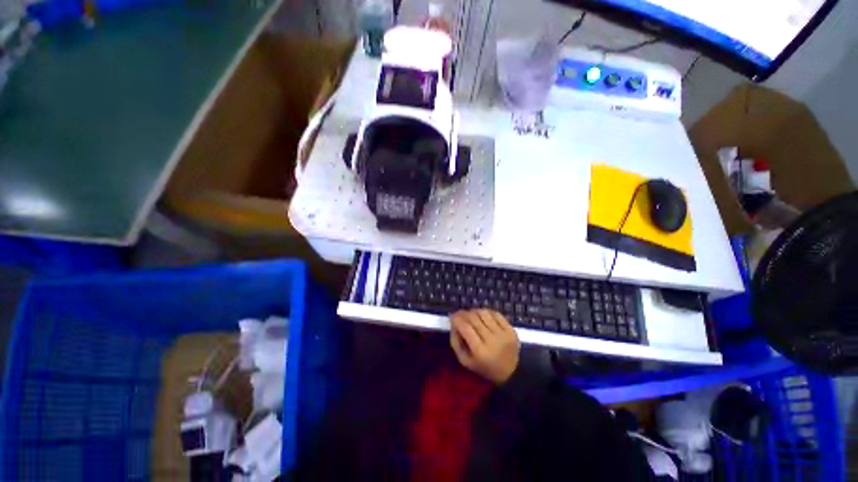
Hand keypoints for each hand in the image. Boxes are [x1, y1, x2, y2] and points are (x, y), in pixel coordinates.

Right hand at [450, 309, 519, 383]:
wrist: (511, 373)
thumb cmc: (484, 367)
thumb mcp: (465, 361)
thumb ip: (455, 342)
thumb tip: (453, 323)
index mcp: (480, 351)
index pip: (466, 328)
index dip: (457, 319)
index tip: (452, 316)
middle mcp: (492, 341)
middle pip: (474, 319)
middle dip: (464, 313)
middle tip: (459, 314)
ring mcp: (503, 334)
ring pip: (484, 313)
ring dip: (475, 311)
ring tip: (471, 315)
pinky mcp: (511, 330)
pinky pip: (496, 314)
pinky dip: (487, 312)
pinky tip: (483, 316)